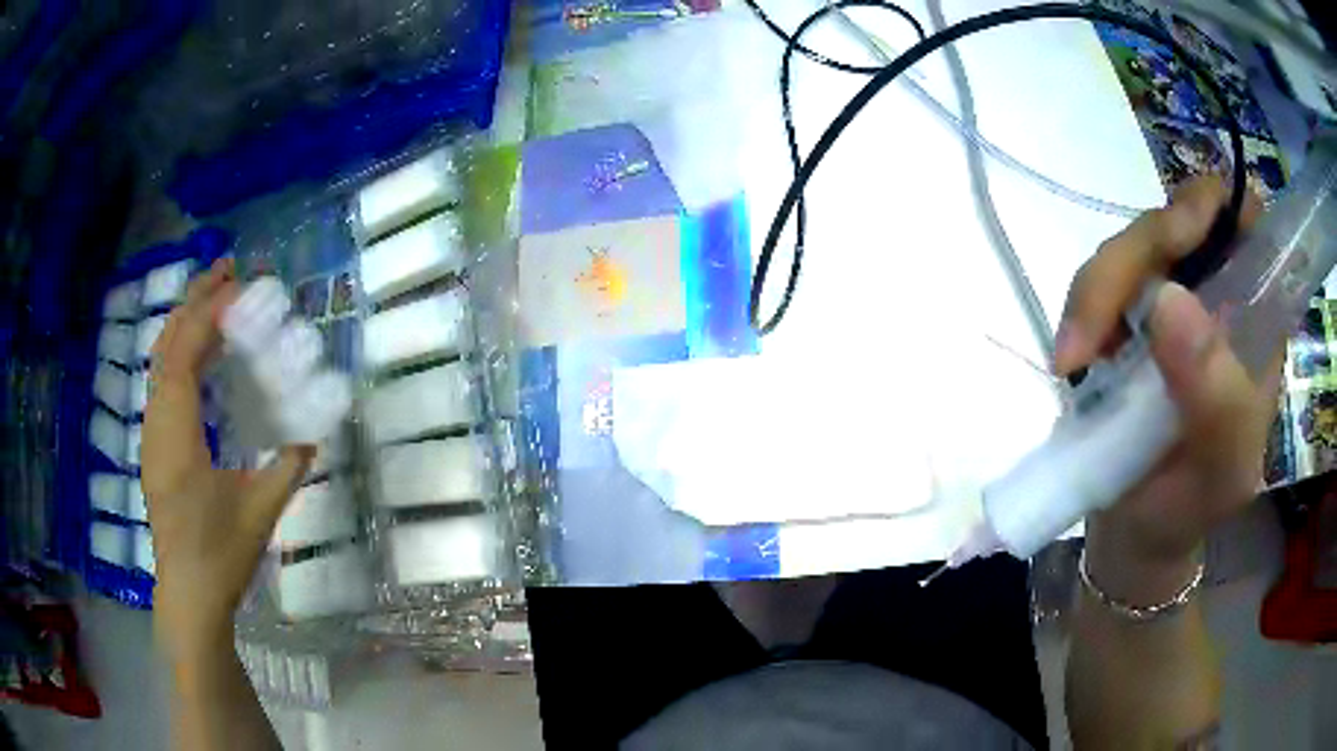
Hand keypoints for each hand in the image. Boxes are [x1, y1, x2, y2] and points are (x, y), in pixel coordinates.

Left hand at [142, 259, 312, 655]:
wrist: (188, 594)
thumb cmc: (220, 555)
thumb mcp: (261, 512)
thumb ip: (287, 467)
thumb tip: (313, 433)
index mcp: (177, 436)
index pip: (183, 355)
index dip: (207, 313)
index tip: (239, 285)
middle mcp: (156, 424)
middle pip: (166, 345)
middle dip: (194, 301)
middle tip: (228, 271)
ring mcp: (151, 434)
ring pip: (161, 360)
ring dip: (187, 323)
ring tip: (218, 300)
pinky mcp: (155, 444)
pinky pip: (163, 381)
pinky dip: (183, 352)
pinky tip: (205, 355)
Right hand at [1054, 176, 1276, 604]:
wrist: (1139, 530)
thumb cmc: (1193, 506)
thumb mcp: (1220, 470)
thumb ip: (1215, 399)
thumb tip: (1167, 301)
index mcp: (1256, 318)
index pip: (1245, 219)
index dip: (1213, 209)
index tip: (1180, 243)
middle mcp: (1217, 292)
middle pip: (1176, 216)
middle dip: (1134, 257)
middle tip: (1095, 328)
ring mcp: (1170, 297)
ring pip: (1132, 244)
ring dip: (1096, 291)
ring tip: (1073, 362)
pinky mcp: (1128, 314)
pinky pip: (1099, 280)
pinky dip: (1079, 311)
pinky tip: (1070, 361)